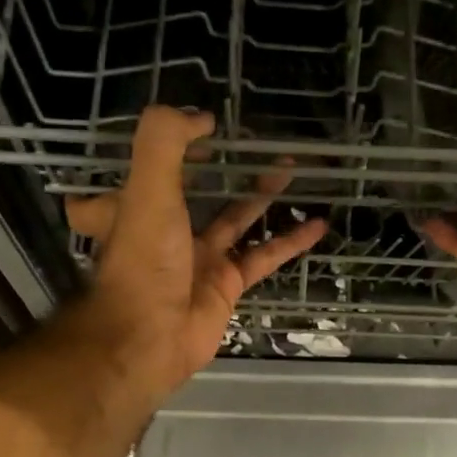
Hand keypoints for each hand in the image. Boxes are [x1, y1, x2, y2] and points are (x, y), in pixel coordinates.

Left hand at [63, 105, 326, 397]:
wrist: (150, 340)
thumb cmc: (144, 264)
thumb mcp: (147, 193)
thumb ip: (165, 143)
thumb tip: (200, 116)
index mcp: (138, 206)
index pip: (152, 165)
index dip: (173, 144)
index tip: (203, 125)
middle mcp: (168, 229)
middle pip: (201, 189)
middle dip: (228, 166)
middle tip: (259, 143)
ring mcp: (201, 258)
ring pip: (239, 218)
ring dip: (265, 195)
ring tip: (294, 168)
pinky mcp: (229, 284)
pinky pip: (264, 256)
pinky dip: (291, 241)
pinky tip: (318, 224)